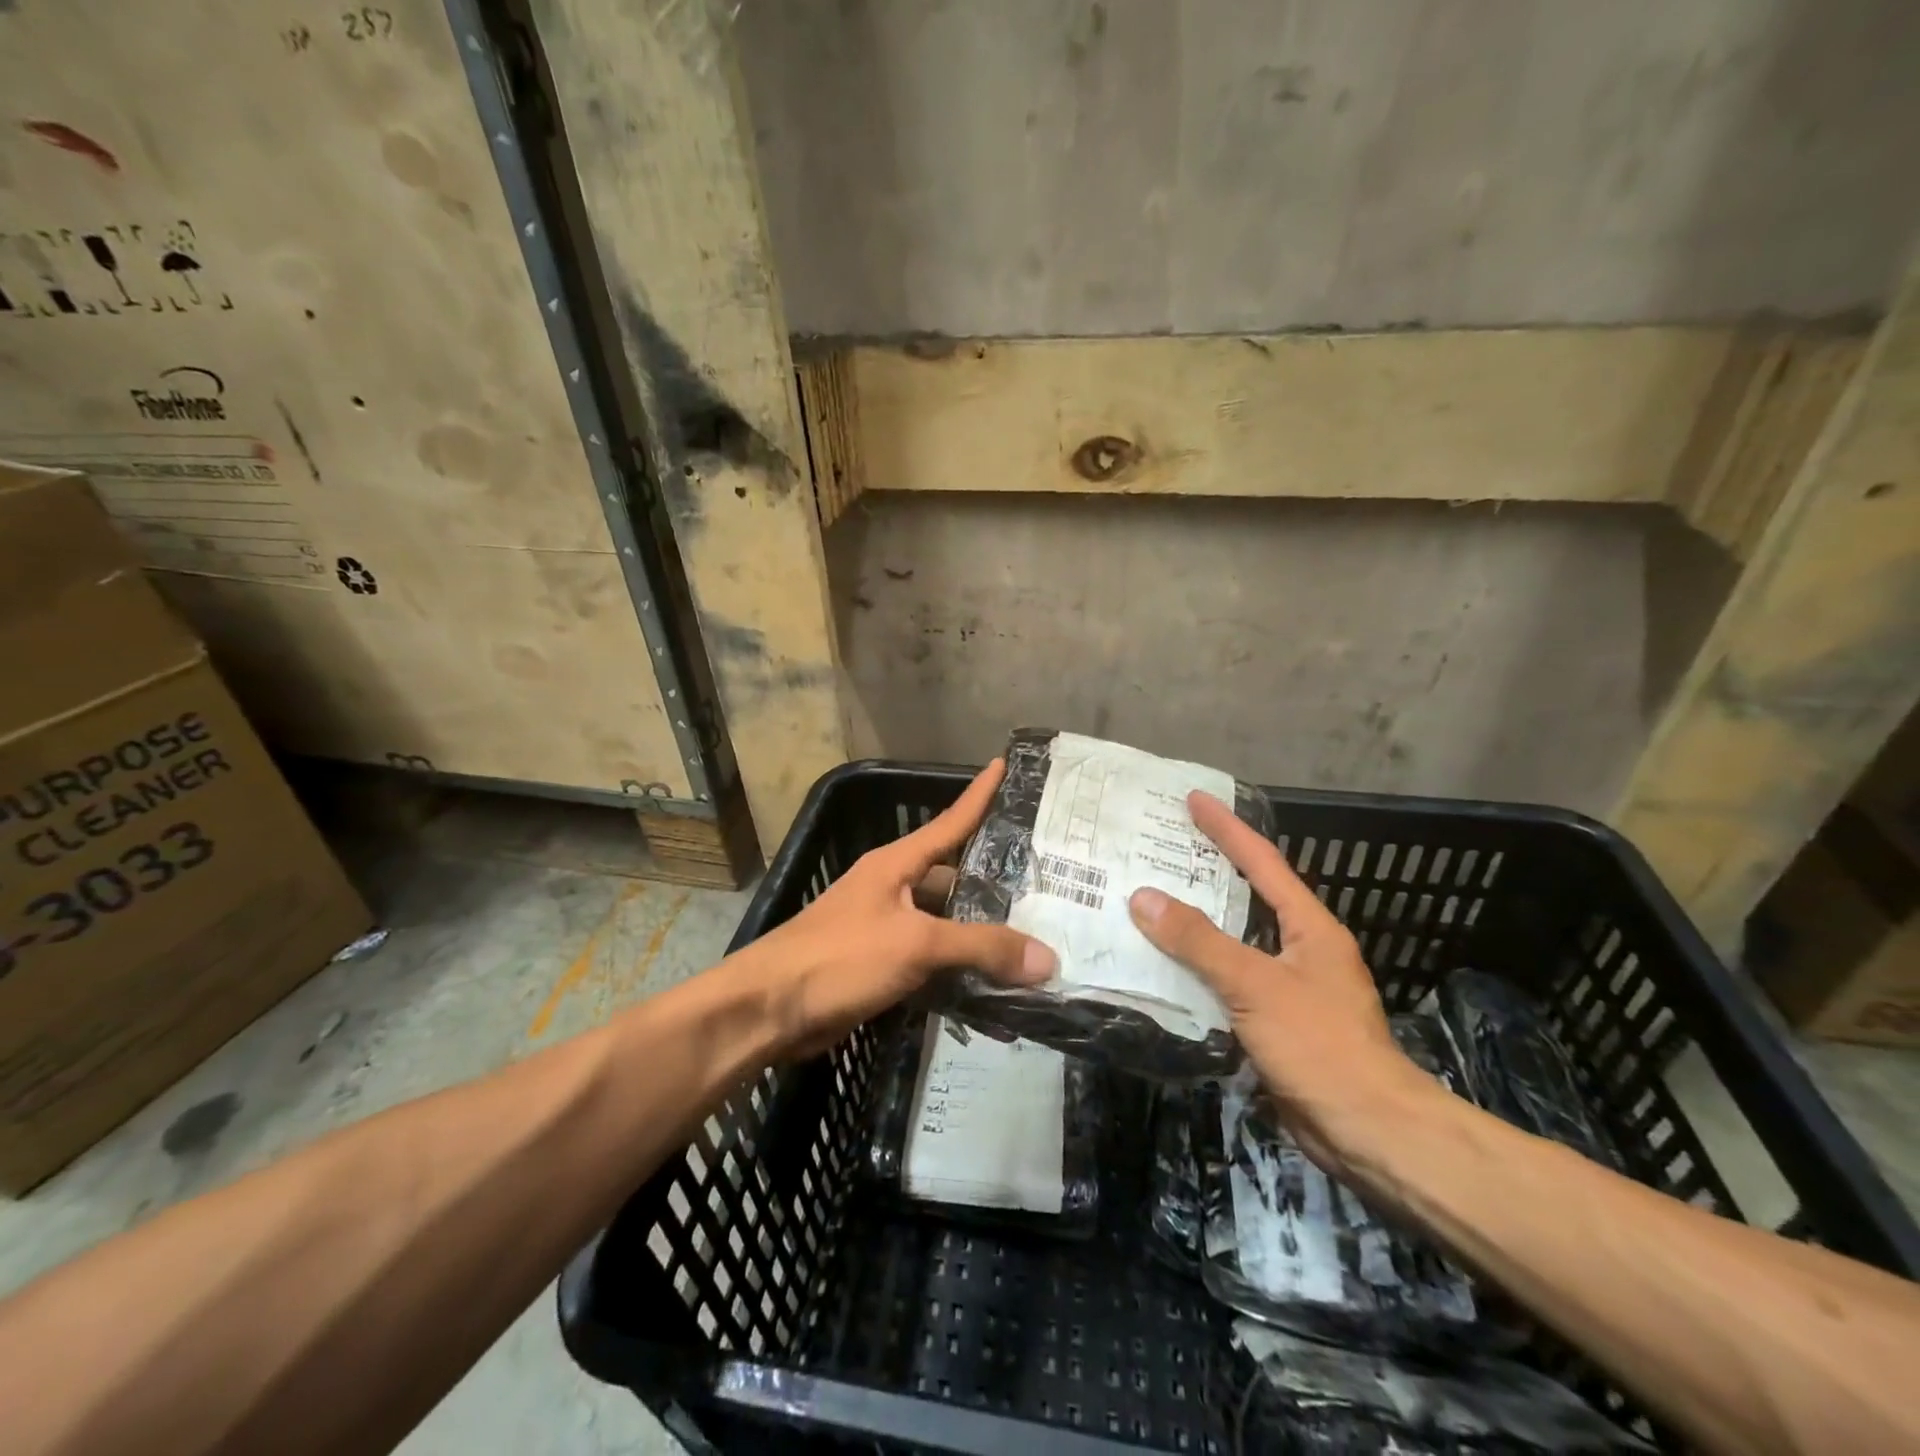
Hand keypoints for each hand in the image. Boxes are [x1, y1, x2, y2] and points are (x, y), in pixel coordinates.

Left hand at [748, 759, 1056, 1056]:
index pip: (949, 821)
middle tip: (1046, 880)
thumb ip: (981, 947)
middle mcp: (892, 887)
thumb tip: (1047, 958)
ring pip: (944, 920)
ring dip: (979, 928)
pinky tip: (992, 976)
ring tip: (1032, 931)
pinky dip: (960, 964)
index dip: (979, 794)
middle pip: (952, 875)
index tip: (1004, 765)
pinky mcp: (880, 965)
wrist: (768, 1010)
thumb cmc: (840, 957)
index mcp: (896, 864)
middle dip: (994, 878)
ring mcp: (884, 927)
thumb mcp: (916, 943)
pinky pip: (931, 958)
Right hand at [1128, 791, 1434, 1167]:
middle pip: (1248, 898)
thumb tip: (1143, 897)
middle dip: (1208, 872)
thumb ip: (1199, 941)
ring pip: (1233, 943)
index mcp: (1310, 928)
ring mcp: (1289, 988)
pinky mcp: (1275, 1024)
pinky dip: (1197, 970)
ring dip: (1196, 925)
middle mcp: (1301, 949)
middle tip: (1162, 849)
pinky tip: (1164, 968)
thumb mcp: (1256, 985)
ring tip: (1150, 903)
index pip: (1263, 863)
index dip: (1228, 829)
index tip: (1195, 799)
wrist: (1370, 1134)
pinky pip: (1227, 982)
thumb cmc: (1321, 1046)